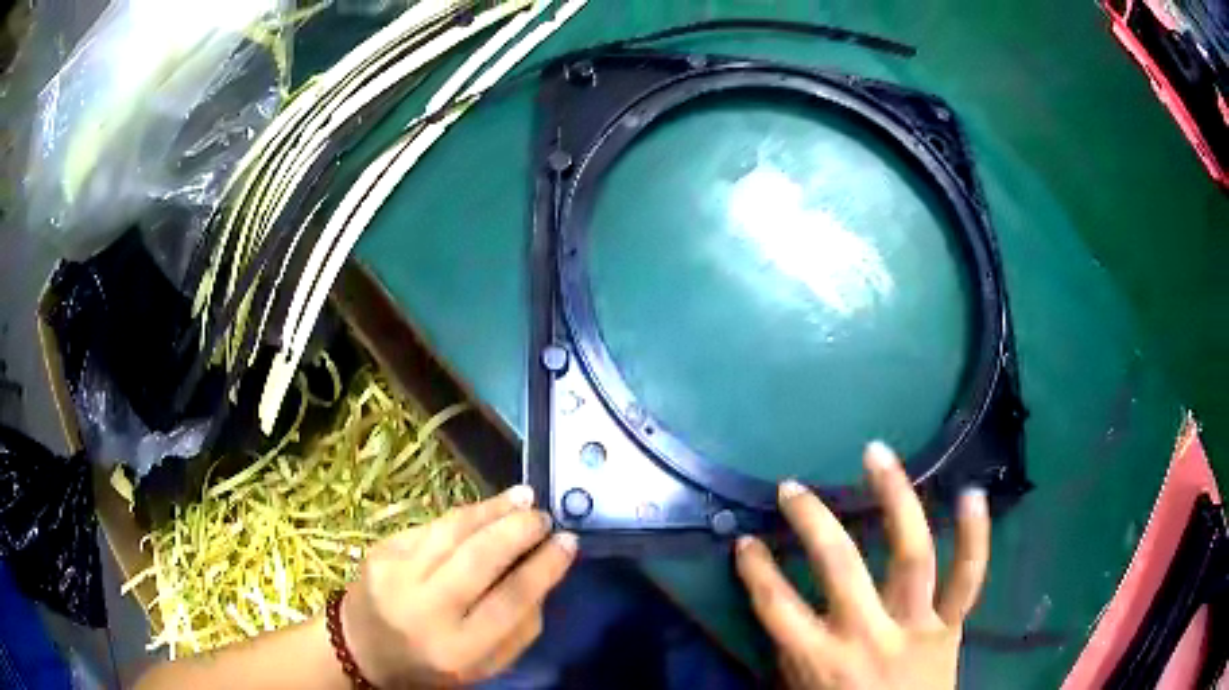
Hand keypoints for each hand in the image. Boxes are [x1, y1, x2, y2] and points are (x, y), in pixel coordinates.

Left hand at [340, 486, 576, 687]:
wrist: (362, 648)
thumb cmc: (433, 665)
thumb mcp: (487, 665)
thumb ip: (521, 626)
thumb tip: (544, 571)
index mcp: (458, 648)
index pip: (511, 599)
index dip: (544, 566)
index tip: (569, 542)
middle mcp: (425, 610)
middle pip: (480, 557)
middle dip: (519, 529)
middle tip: (544, 515)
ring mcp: (396, 575)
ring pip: (453, 531)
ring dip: (493, 510)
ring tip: (523, 497)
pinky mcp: (380, 551)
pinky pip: (431, 526)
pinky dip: (464, 515)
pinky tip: (486, 509)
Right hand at [735, 442, 989, 689]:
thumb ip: (794, 654)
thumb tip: (786, 610)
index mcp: (820, 660)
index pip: (775, 606)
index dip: (755, 571)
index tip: (744, 542)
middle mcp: (867, 635)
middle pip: (838, 566)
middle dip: (812, 522)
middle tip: (793, 488)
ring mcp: (916, 626)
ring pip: (910, 555)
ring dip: (894, 499)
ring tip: (876, 455)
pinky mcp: (950, 626)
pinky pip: (968, 578)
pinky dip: (975, 537)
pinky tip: (972, 493)